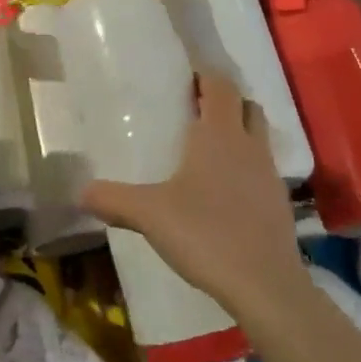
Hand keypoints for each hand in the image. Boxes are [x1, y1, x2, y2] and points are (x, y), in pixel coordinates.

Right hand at [80, 71, 308, 323]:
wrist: (265, 286)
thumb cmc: (205, 233)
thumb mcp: (149, 214)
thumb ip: (113, 199)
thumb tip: (80, 192)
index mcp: (219, 135)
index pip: (220, 86)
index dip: (206, 76)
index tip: (187, 77)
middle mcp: (249, 146)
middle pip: (246, 106)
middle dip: (225, 102)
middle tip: (196, 110)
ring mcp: (270, 175)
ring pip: (258, 138)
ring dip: (239, 134)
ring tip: (208, 151)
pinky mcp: (280, 204)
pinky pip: (262, 171)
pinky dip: (246, 169)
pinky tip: (225, 193)